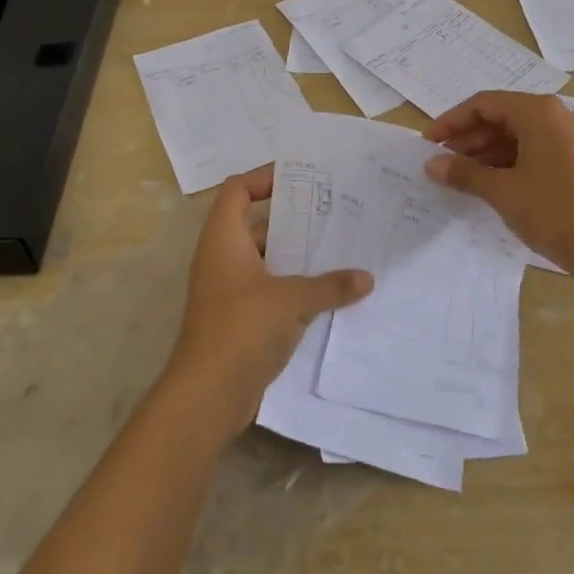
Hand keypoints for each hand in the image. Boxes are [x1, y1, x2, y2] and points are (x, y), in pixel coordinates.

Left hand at [159, 166, 373, 441]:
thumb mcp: (292, 299)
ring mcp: (229, 291)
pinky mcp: (238, 320)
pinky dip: (294, 286)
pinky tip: (329, 292)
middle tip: (334, 213)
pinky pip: (269, 289)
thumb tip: (366, 278)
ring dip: (297, 256)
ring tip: (340, 249)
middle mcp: (222, 258)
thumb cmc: (242, 328)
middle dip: (294, 219)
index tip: (302, 178)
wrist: (207, 396)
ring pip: (266, 260)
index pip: (238, 190)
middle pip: (257, 224)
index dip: (264, 177)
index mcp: (224, 239)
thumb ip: (331, 285)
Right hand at [424, 91, 573, 269]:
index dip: (452, 121)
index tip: (429, 143)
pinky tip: (490, 180)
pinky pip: (534, 148)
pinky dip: (509, 160)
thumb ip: (463, 172)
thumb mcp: (501, 190)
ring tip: (461, 174)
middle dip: (469, 137)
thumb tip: (431, 164)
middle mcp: (557, 115)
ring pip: (518, 134)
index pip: (485, 104)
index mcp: (539, 111)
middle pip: (502, 116)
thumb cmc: (551, 210)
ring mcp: (571, 137)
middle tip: (442, 160)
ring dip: (487, 150)